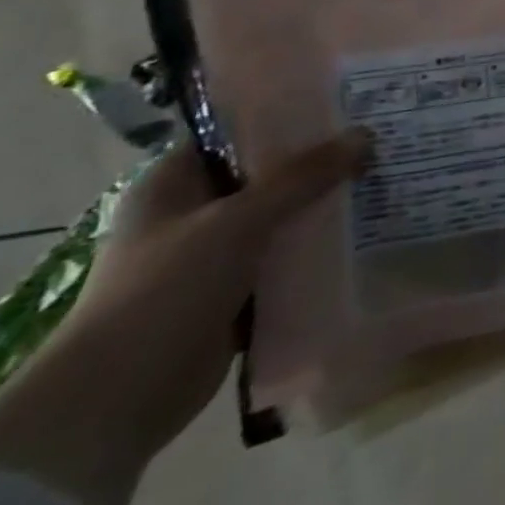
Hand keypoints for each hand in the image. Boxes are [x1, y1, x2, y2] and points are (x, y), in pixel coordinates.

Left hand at [0, 129, 367, 504]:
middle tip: (382, 140)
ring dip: (326, 207)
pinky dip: (320, 250)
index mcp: (174, 184)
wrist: (117, 399)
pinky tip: (367, 233)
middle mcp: (193, 213)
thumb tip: (367, 135)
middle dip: (322, 163)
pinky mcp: (235, 292)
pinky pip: (287, 258)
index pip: (239, 133)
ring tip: (387, 181)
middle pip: (269, 175)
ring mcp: (214, 255)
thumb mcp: (240, 221)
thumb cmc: (164, 291)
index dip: (289, 118)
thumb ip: (305, 176)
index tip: (348, 105)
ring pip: (283, 218)